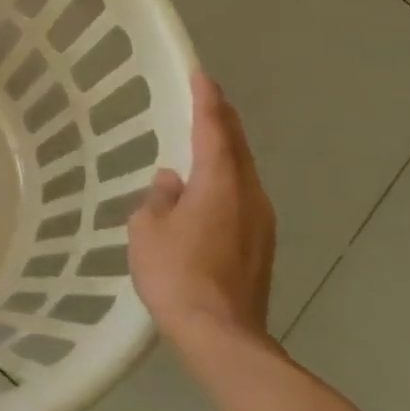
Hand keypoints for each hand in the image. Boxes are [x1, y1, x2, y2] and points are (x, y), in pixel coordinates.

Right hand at [128, 74, 275, 356]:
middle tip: (207, 97)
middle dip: (223, 119)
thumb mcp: (148, 230)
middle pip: (238, 147)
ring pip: (244, 173)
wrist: (222, 336)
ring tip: (207, 139)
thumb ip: (159, 198)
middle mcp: (248, 195)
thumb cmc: (177, 275)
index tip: (201, 74)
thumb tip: (172, 182)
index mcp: (219, 183)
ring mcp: (261, 222)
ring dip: (227, 151)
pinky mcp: (261, 247)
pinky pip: (243, 197)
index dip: (207, 100)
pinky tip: (209, 191)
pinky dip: (228, 181)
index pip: (214, 129)